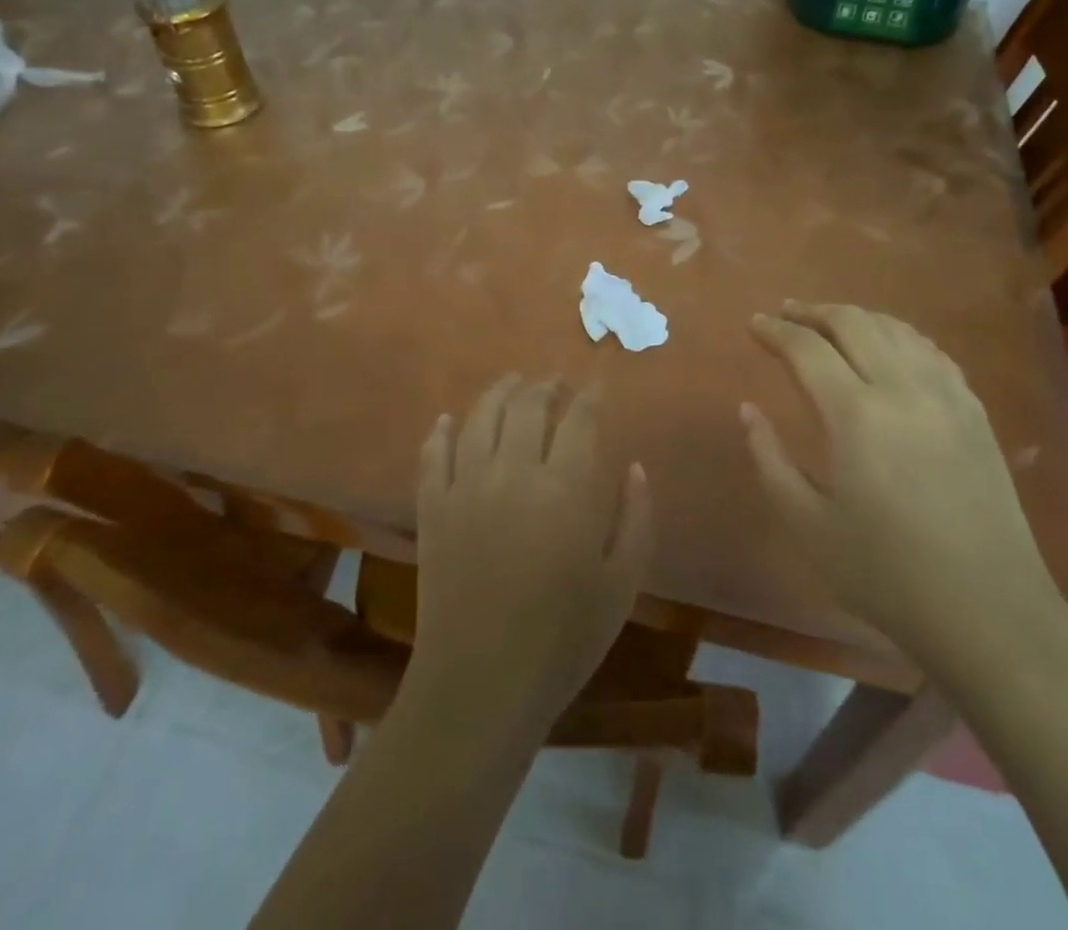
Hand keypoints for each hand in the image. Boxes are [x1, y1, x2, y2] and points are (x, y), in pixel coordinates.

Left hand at [409, 375, 652, 731]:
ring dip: (499, 392)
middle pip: (527, 405)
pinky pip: (433, 455)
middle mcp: (513, 472)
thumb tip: (635, 468)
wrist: (481, 685)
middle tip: (556, 383)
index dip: (590, 396)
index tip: (597, 386)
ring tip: (512, 382)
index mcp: (565, 488)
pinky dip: (440, 431)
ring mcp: (466, 486)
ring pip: (479, 418)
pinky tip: (448, 420)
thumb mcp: (621, 584)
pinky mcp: (432, 509)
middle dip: (546, 385)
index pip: (580, 419)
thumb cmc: (563, 639)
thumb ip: (636, 518)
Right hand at [742, 303, 1061, 681]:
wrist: (988, 611)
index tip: (753, 323)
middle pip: (853, 322)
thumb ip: (769, 459)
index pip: (807, 348)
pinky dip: (899, 336)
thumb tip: (748, 410)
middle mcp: (903, 389)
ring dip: (856, 317)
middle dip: (813, 311)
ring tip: (829, 323)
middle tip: (785, 313)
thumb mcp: (807, 524)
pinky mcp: (975, 411)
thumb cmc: (886, 574)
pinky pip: (931, 351)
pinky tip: (889, 348)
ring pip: (895, 329)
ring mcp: (946, 396)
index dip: (775, 331)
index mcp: (856, 415)